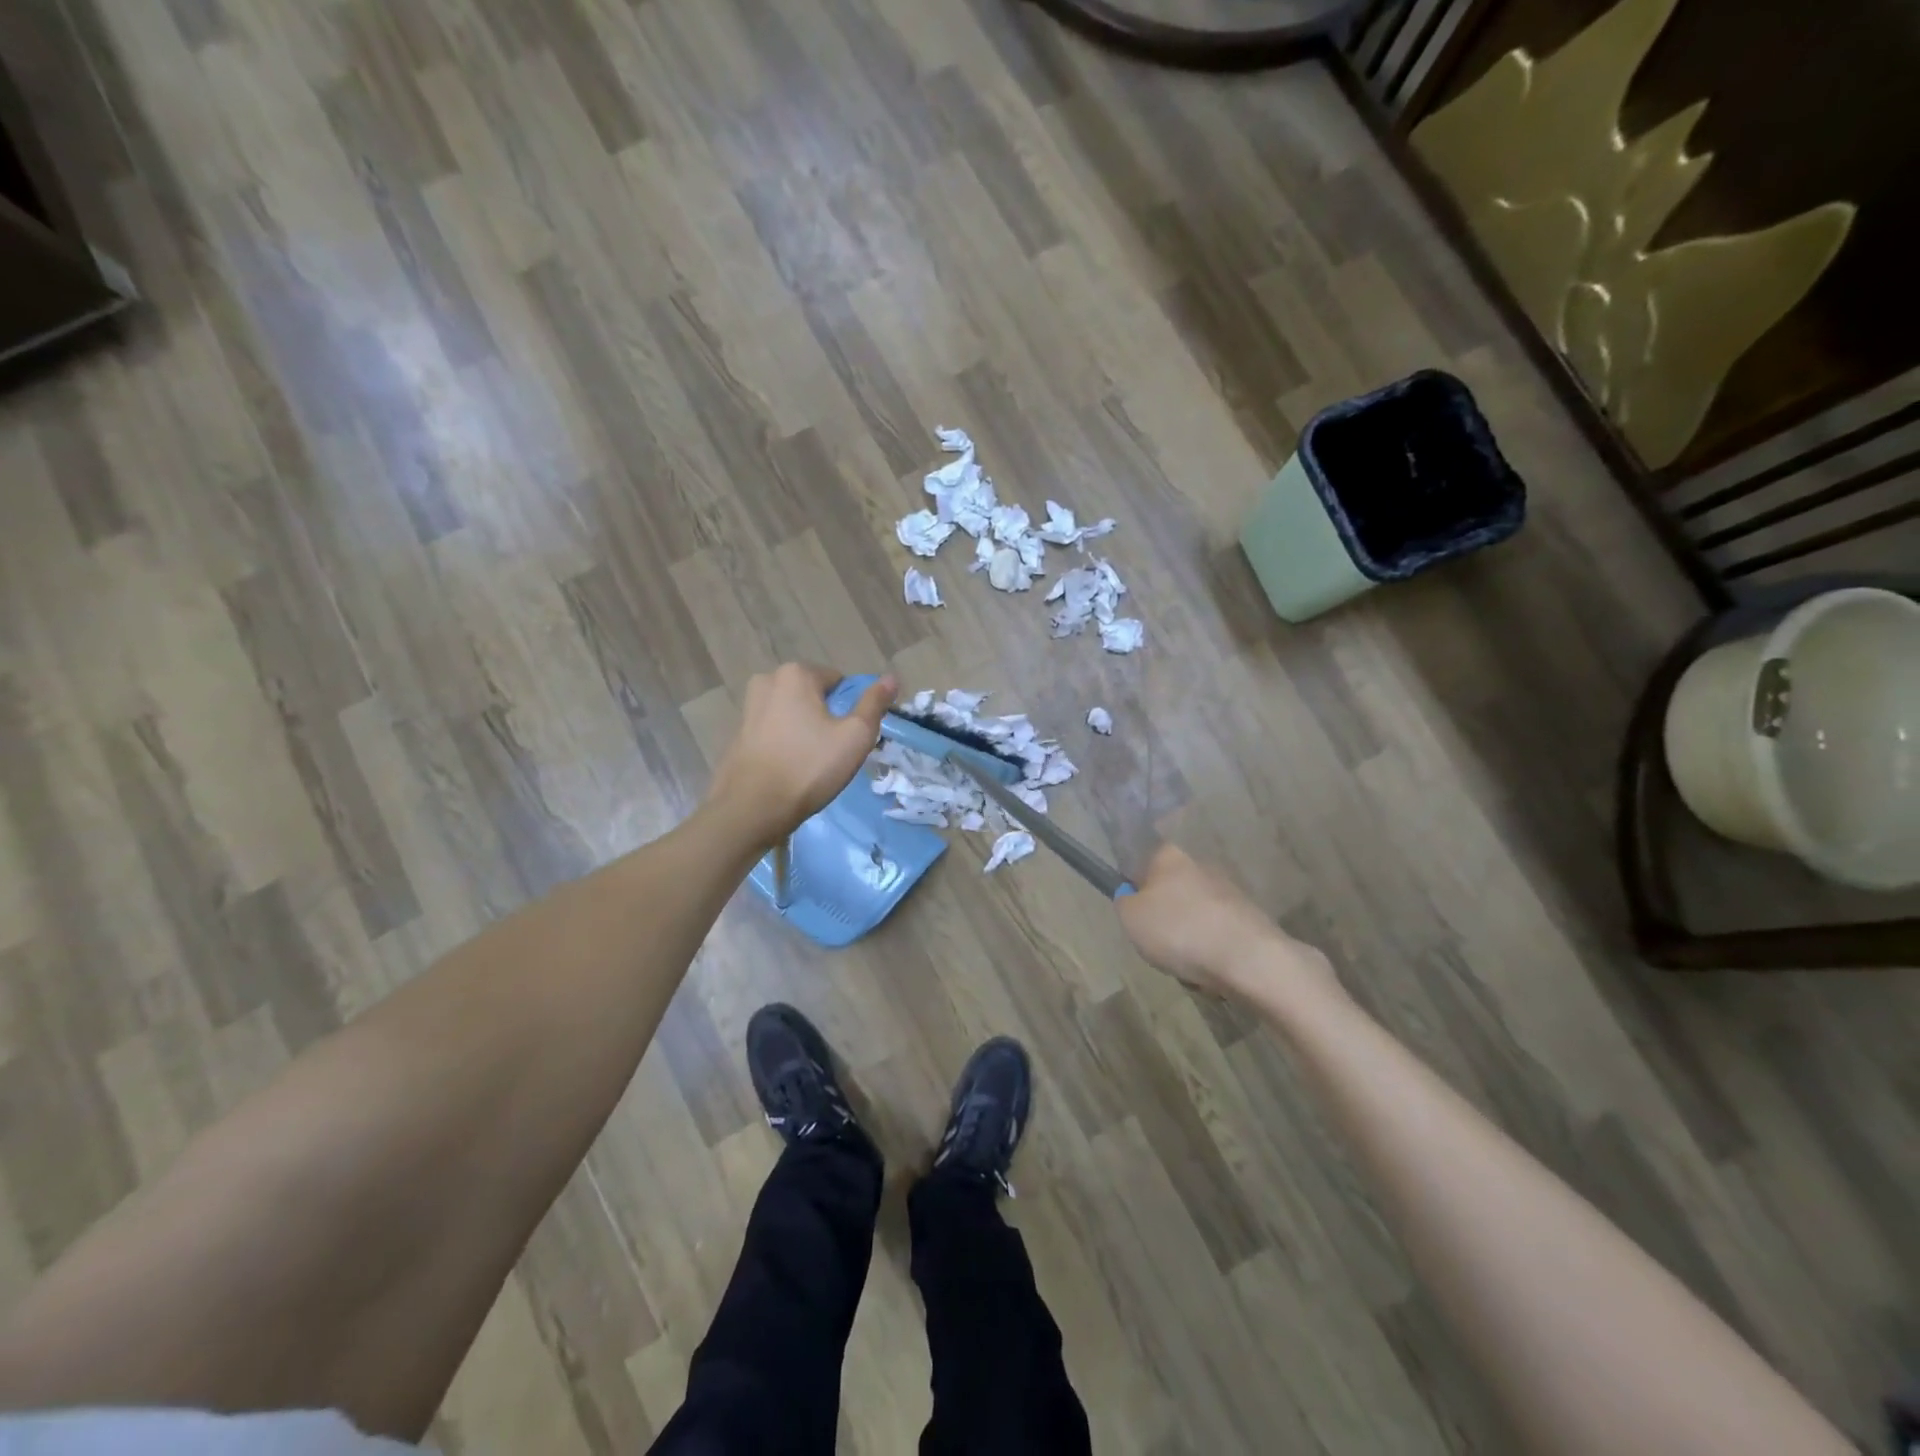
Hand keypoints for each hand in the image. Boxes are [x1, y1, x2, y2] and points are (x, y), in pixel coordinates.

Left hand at [708, 665, 895, 848]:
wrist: (752, 808)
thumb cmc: (809, 767)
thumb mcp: (855, 736)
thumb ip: (874, 704)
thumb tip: (891, 677)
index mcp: (796, 674)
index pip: (840, 682)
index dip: (851, 709)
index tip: (850, 738)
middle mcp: (768, 680)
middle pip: (815, 695)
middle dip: (827, 718)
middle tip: (834, 752)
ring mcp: (749, 706)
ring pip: (794, 713)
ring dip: (807, 730)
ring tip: (813, 763)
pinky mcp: (739, 732)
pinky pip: (775, 729)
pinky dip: (787, 742)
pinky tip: (791, 767)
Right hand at [1117, 844, 1336, 999]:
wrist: (1248, 959)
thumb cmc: (1179, 930)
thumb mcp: (1131, 916)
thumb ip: (1124, 902)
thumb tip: (1131, 896)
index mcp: (1170, 857)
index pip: (1146, 864)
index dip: (1138, 891)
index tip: (1137, 917)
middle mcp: (1201, 866)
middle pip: (1172, 893)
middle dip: (1166, 919)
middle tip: (1158, 946)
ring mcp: (1229, 893)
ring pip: (1195, 918)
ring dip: (1189, 940)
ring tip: (1187, 966)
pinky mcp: (1250, 920)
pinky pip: (1218, 937)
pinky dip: (1212, 953)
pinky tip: (1211, 972)